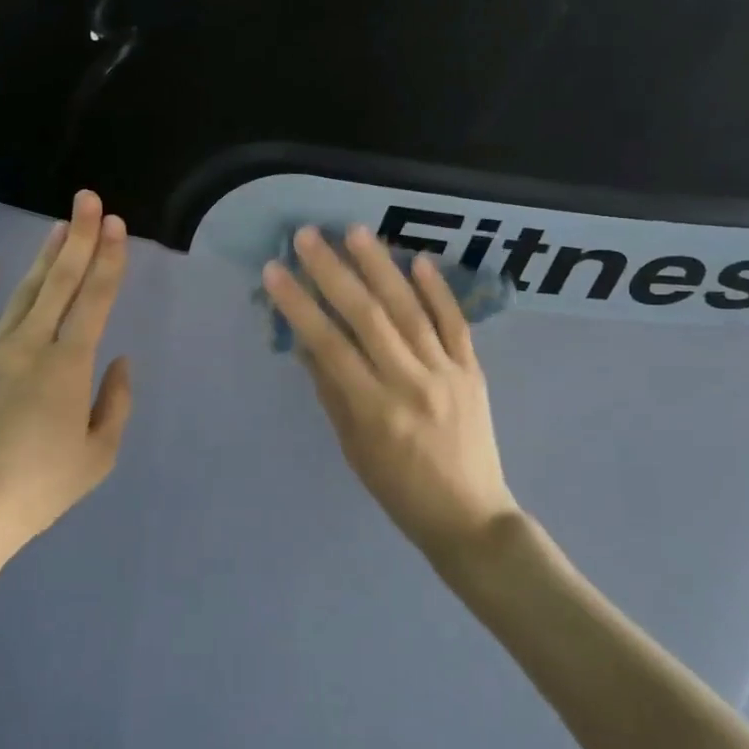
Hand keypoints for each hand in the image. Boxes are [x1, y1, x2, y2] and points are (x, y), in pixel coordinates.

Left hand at [0, 191, 133, 574]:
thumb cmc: (36, 491)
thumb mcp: (97, 459)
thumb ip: (115, 405)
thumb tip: (120, 362)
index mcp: (68, 366)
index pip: (95, 300)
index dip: (108, 259)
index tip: (115, 224)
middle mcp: (30, 347)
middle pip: (59, 283)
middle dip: (78, 239)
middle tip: (88, 200)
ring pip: (21, 295)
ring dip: (41, 258)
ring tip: (56, 226)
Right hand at [262, 224, 518, 560]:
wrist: (469, 516)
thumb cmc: (398, 489)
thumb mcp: (353, 447)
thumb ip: (331, 391)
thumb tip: (307, 340)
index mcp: (374, 410)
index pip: (330, 346)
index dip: (300, 305)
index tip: (275, 271)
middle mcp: (411, 384)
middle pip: (368, 318)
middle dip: (334, 272)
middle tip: (309, 235)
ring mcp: (447, 374)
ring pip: (411, 311)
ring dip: (382, 267)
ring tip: (357, 231)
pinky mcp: (473, 371)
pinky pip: (455, 324)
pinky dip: (437, 290)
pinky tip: (419, 259)